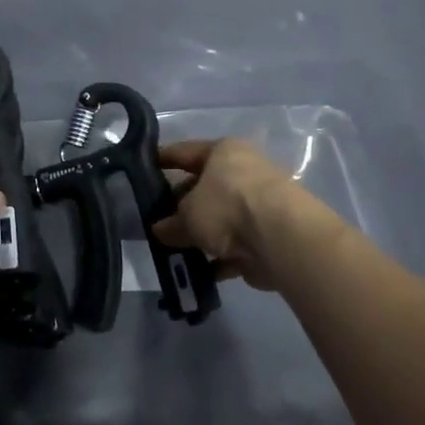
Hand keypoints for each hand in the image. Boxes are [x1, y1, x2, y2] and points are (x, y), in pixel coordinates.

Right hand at [152, 138, 331, 288]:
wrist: (282, 239)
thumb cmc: (227, 206)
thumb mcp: (187, 214)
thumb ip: (171, 223)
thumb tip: (159, 230)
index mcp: (224, 152)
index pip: (184, 152)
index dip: (162, 160)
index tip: (142, 168)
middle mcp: (244, 172)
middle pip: (204, 188)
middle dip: (181, 206)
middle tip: (156, 221)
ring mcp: (259, 205)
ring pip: (220, 219)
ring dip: (200, 236)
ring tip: (172, 251)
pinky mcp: (269, 236)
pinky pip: (235, 246)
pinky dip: (219, 258)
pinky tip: (198, 272)